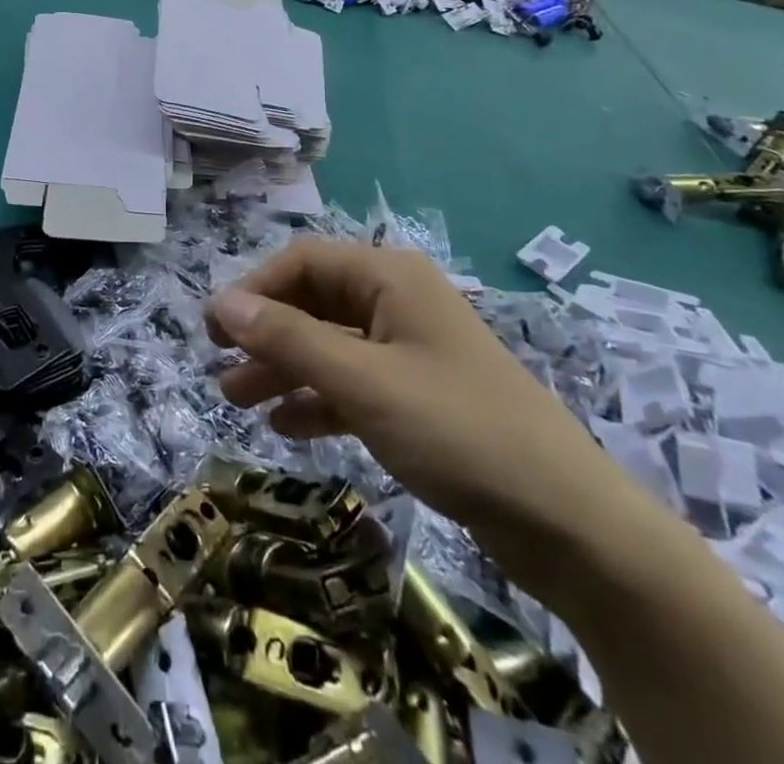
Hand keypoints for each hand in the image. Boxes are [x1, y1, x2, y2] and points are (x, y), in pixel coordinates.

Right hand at [206, 240, 645, 587]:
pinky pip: (352, 384)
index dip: (253, 289)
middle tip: (218, 364)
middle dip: (264, 333)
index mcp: (389, 277)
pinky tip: (287, 425)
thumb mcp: (361, 380)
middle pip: (313, 302)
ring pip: (329, 346)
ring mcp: (409, 351)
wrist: (569, 523)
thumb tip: (221, 302)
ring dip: (283, 368)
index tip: (213, 328)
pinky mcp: (417, 397)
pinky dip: (318, 399)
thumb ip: (287, 338)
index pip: (302, 261)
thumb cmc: (456, 428)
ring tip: (237, 400)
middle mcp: (397, 303)